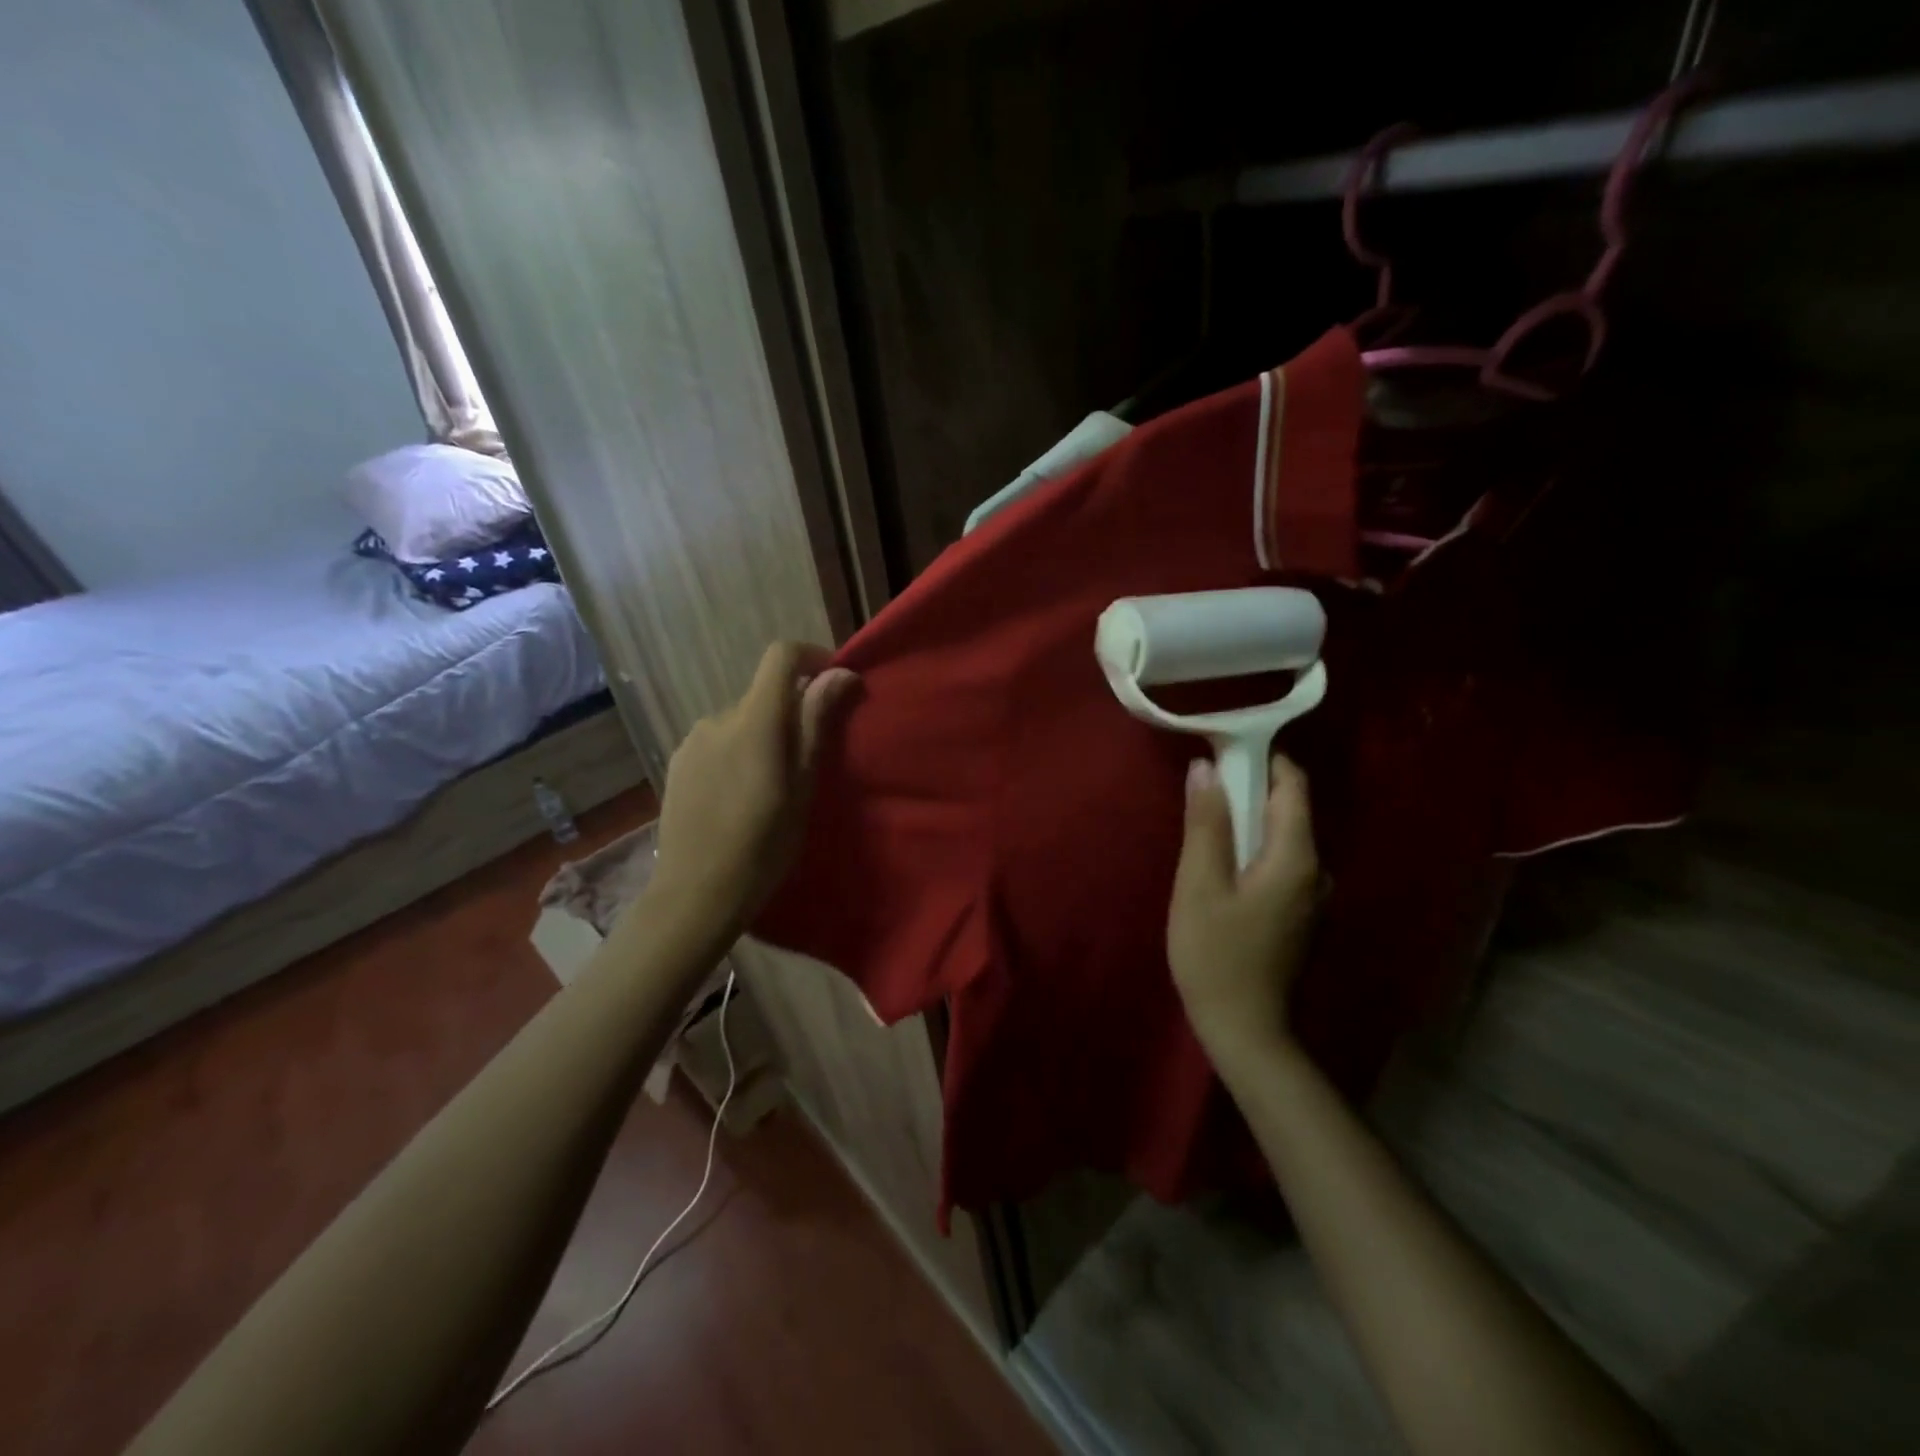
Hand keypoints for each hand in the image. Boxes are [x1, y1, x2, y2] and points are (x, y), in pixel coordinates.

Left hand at [647, 642, 858, 943]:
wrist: (694, 894)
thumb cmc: (762, 846)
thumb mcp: (802, 786)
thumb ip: (816, 723)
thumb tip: (840, 674)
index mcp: (753, 721)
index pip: (781, 657)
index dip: (812, 658)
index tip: (834, 685)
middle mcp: (717, 718)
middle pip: (764, 694)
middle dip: (791, 712)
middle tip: (810, 760)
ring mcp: (692, 740)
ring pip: (741, 721)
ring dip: (763, 736)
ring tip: (772, 786)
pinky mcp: (677, 763)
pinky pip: (718, 742)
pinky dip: (738, 752)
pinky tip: (740, 796)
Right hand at [1167, 753, 1320, 1060]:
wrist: (1245, 1030)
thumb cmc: (1216, 954)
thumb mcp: (1199, 884)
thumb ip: (1206, 823)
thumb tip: (1206, 767)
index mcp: (1296, 856)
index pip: (1292, 785)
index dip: (1262, 758)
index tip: (1222, 749)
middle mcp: (1316, 870)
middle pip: (1288, 809)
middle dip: (1249, 788)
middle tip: (1203, 785)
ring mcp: (1312, 895)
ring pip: (1282, 837)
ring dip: (1248, 820)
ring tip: (1206, 821)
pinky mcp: (1299, 914)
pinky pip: (1280, 862)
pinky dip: (1253, 848)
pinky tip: (1222, 863)